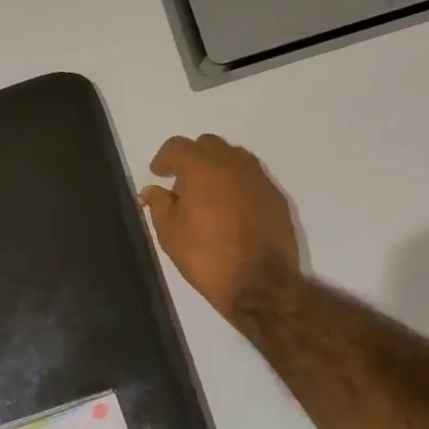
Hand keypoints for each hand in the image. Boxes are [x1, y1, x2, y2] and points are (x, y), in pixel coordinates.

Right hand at [139, 134, 300, 323]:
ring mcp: (259, 178)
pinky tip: (231, 211)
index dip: (164, 159)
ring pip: (233, 159)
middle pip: (208, 145)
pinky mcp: (276, 196)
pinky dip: (237, 186)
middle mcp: (234, 163)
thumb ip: (159, 204)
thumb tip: (152, 190)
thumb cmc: (206, 256)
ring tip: (208, 198)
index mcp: (203, 167)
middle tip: (183, 185)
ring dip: (217, 169)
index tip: (158, 174)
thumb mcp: (170, 233)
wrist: (260, 282)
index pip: (178, 146)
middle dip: (192, 159)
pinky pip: (251, 179)